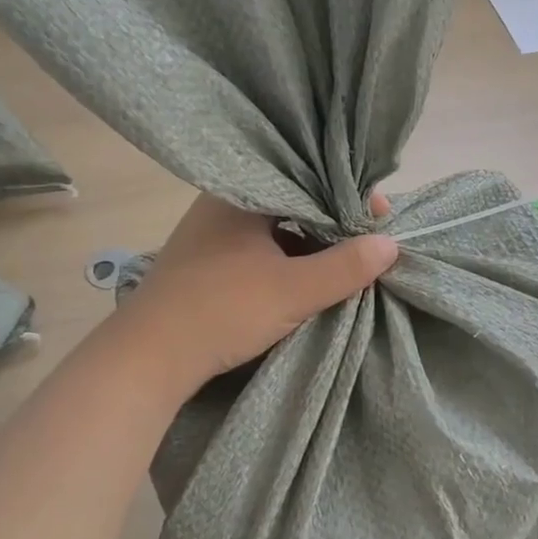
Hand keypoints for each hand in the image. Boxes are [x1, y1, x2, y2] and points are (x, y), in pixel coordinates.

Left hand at [113, 193, 397, 397]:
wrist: (146, 359)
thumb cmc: (221, 311)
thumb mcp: (293, 290)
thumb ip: (345, 267)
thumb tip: (391, 244)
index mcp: (242, 193)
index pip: (309, 179)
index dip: (350, 196)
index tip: (381, 217)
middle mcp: (223, 202)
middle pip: (294, 202)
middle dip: (334, 221)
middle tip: (370, 239)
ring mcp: (211, 233)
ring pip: (276, 227)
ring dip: (311, 243)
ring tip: (346, 258)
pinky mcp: (206, 262)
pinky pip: (260, 247)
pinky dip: (287, 257)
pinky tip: (307, 275)